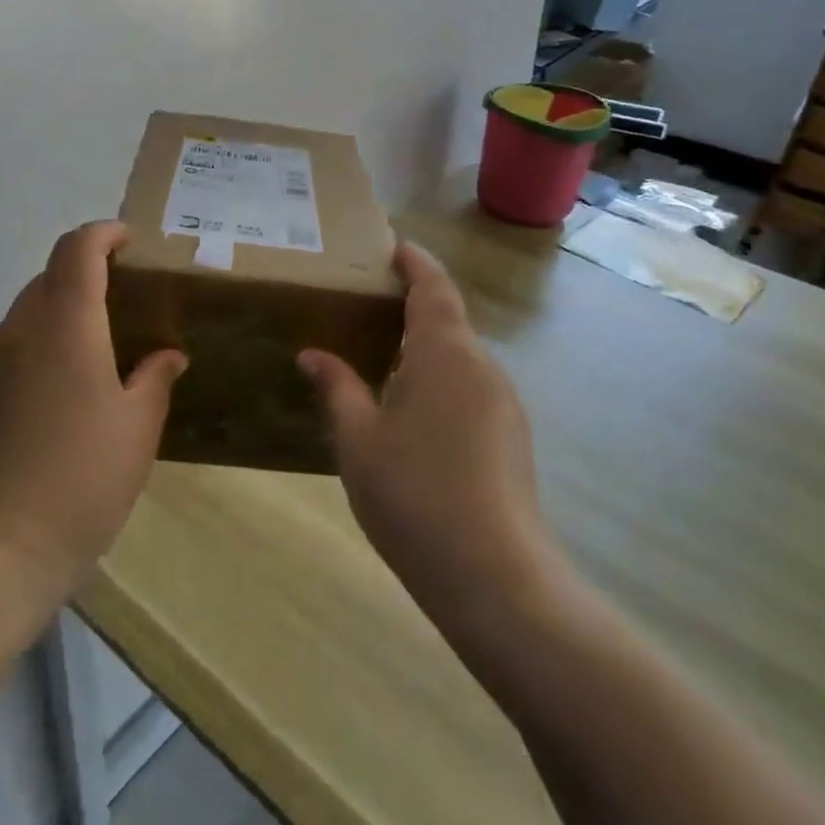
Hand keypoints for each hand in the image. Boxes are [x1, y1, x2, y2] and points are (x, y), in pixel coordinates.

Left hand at [0, 221, 186, 598]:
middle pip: (50, 277)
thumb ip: (155, 379)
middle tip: (123, 306)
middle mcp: (17, 331)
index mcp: (64, 327)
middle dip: (86, 275)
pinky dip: (37, 347)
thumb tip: (167, 355)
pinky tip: (56, 396)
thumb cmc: (80, 481)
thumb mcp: (137, 429)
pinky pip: (8, 348)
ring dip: (61, 314)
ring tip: (93, 356)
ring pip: (26, 314)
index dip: (103, 234)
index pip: (76, 250)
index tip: (128, 242)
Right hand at [298, 242, 552, 624]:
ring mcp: (504, 402)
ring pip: (460, 358)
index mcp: (444, 353)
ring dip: (424, 351)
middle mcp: (482, 366)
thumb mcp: (358, 440)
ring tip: (381, 365)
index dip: (415, 263)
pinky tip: (413, 418)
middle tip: (367, 311)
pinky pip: (471, 389)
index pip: (433, 287)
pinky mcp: (512, 436)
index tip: (394, 248)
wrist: (494, 576)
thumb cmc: (414, 495)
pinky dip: (441, 382)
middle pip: (448, 320)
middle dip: (412, 309)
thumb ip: (337, 389)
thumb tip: (312, 355)